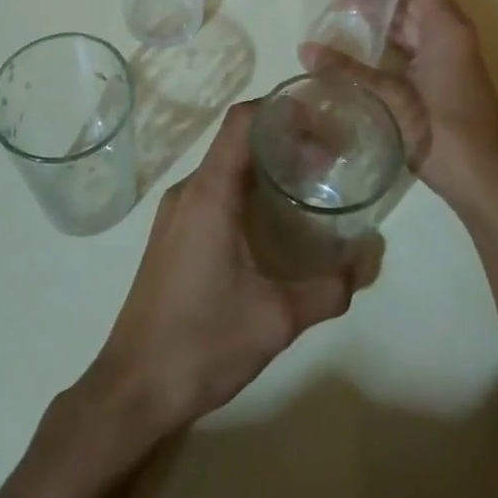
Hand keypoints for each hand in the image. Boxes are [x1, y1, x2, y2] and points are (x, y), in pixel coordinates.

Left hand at [79, 101, 364, 441]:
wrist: (132, 388)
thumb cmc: (201, 343)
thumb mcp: (276, 319)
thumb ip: (328, 288)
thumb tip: (365, 260)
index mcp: (209, 193)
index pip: (242, 121)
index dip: (281, 109)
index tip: (321, 120)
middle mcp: (188, 190)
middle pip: (237, 140)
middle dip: (283, 139)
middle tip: (328, 159)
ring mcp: (174, 212)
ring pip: (224, 166)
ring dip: (264, 166)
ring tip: (307, 186)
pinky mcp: (171, 234)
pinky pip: (212, 191)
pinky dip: (245, 189)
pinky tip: (271, 222)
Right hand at [301, 0, 497, 220]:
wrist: (487, 182)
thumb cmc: (446, 132)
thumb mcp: (394, 98)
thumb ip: (350, 71)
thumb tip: (305, 50)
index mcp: (446, 25)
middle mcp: (449, 32)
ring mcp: (447, 54)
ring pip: (411, 17)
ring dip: (380, 11)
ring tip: (340, 13)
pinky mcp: (440, 75)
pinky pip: (412, 41)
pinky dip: (387, 36)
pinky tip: (357, 44)